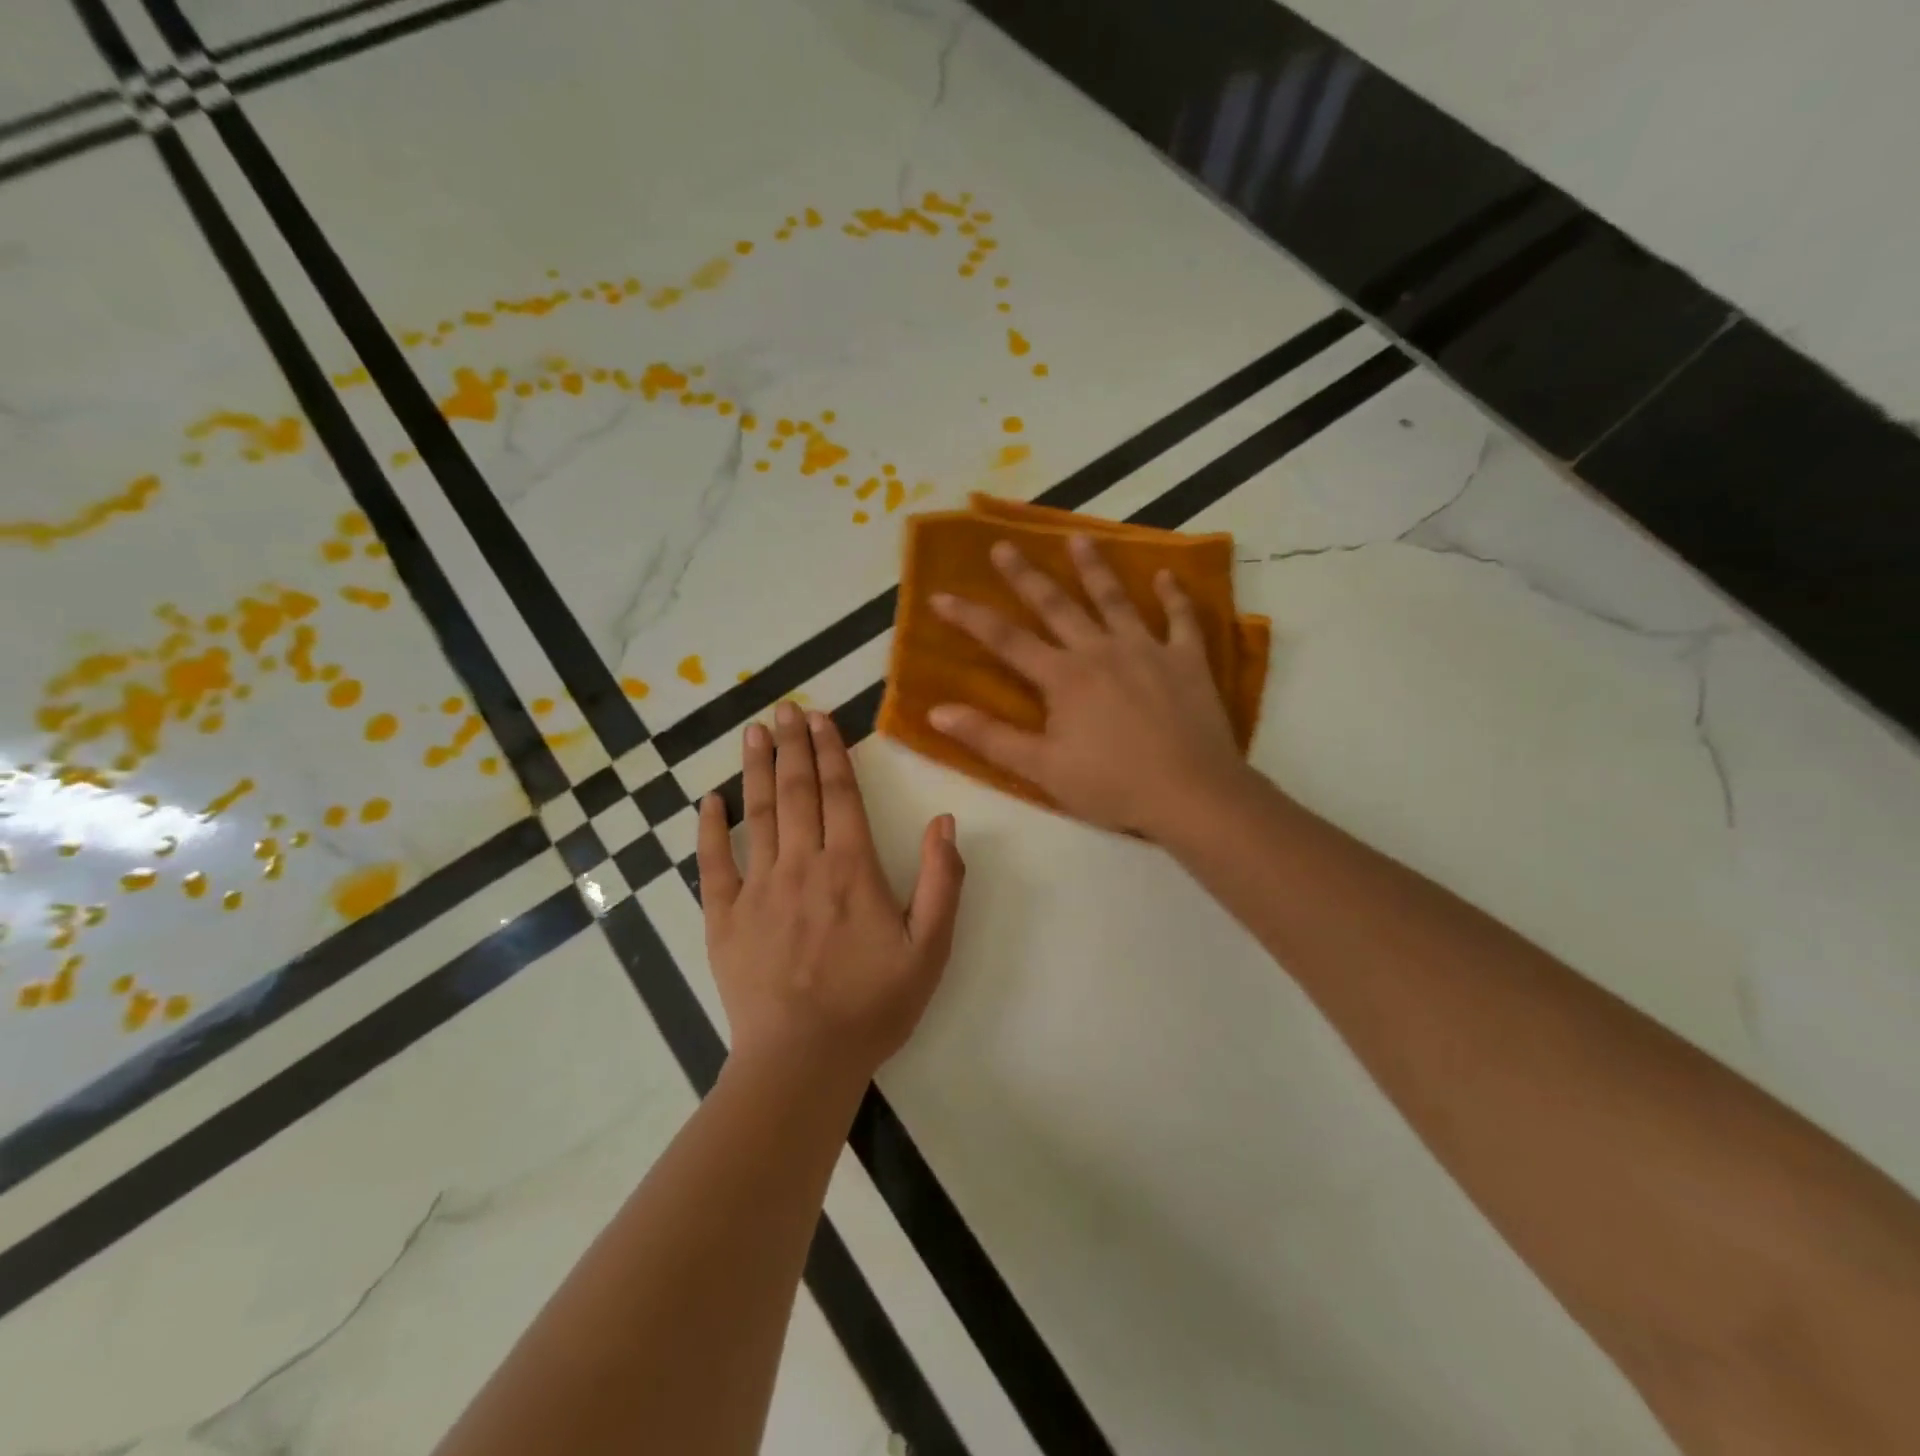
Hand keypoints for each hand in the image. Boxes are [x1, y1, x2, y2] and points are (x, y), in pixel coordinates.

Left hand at [699, 701, 965, 1089]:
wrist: (803, 1061)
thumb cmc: (873, 1005)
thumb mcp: (930, 948)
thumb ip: (942, 881)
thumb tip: (944, 820)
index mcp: (851, 868)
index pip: (841, 794)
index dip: (832, 751)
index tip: (821, 718)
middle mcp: (802, 865)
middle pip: (797, 792)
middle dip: (792, 745)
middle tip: (785, 708)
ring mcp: (758, 889)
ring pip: (757, 814)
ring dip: (756, 769)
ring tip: (754, 732)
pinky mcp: (724, 917)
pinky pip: (713, 863)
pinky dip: (710, 828)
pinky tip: (708, 799)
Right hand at [928, 534, 1248, 839]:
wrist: (1191, 794)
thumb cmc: (1111, 786)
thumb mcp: (1041, 769)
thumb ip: (990, 737)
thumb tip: (936, 712)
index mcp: (1064, 677)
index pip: (1006, 640)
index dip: (970, 617)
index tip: (941, 595)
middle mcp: (1101, 650)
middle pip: (1057, 605)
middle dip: (1026, 575)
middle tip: (1004, 545)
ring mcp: (1147, 650)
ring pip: (1116, 599)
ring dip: (1095, 568)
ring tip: (1078, 538)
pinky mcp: (1188, 660)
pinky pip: (1181, 619)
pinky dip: (1175, 595)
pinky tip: (1167, 574)